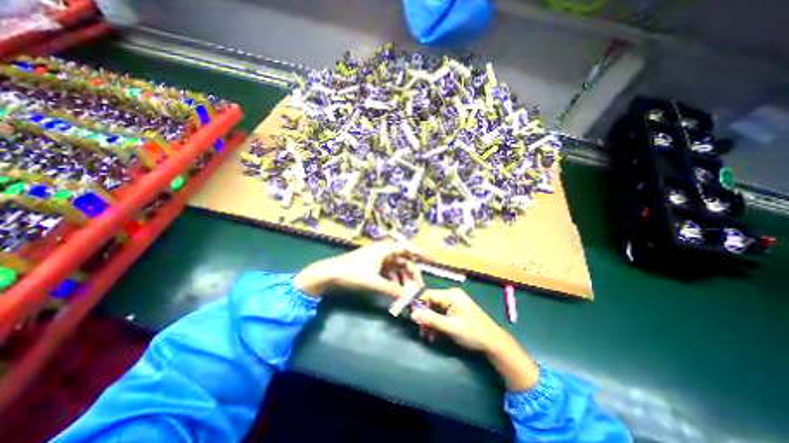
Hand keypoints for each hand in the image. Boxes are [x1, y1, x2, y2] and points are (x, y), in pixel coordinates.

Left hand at [293, 241, 421, 299]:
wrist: (330, 273)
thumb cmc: (352, 273)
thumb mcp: (374, 282)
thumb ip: (392, 289)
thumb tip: (407, 298)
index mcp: (385, 249)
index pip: (407, 249)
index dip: (420, 254)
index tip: (432, 260)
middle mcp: (383, 251)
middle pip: (403, 260)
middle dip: (411, 273)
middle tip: (419, 286)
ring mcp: (378, 258)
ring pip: (396, 267)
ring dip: (402, 278)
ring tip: (408, 292)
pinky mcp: (373, 265)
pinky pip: (388, 271)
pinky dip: (393, 280)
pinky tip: (396, 289)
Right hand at [410, 286, 538, 389]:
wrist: (493, 342)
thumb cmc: (472, 332)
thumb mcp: (450, 327)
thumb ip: (431, 319)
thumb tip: (412, 314)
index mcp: (451, 295)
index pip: (428, 294)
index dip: (418, 305)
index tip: (412, 318)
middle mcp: (451, 295)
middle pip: (431, 302)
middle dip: (425, 317)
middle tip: (422, 332)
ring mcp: (454, 302)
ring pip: (435, 309)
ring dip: (430, 322)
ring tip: (428, 336)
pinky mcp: (456, 309)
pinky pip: (441, 313)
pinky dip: (437, 323)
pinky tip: (435, 334)